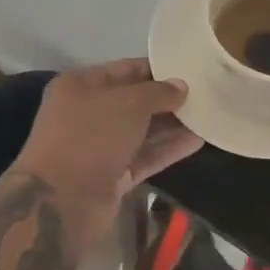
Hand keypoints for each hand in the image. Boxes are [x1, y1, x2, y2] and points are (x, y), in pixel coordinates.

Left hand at [12, 59, 200, 247]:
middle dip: (167, 99)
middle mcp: (87, 113)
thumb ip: (158, 93)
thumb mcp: (128, 103)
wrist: (61, 201)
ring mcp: (99, 147)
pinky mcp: (111, 176)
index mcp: (80, 85)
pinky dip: (168, 149)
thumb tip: (181, 87)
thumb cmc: (90, 136)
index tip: (190, 69)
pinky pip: (144, 156)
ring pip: (141, 131)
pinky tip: (198, 141)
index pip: (125, 70)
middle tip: (205, 93)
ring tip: (208, 115)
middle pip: (134, 101)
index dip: (157, 69)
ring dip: (172, 125)